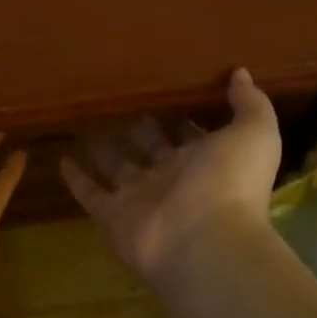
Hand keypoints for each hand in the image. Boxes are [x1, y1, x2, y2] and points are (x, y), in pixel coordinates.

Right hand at [62, 69, 281, 284]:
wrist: (205, 244)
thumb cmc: (231, 184)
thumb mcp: (254, 134)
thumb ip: (250, 104)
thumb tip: (241, 73)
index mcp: (206, 162)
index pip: (190, 134)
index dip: (181, 117)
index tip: (164, 90)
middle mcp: (173, 180)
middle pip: (153, 149)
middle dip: (142, 129)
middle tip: (120, 99)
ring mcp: (142, 199)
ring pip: (120, 169)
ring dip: (106, 150)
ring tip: (87, 121)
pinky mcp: (113, 217)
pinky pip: (91, 194)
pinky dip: (77, 179)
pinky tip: (62, 158)